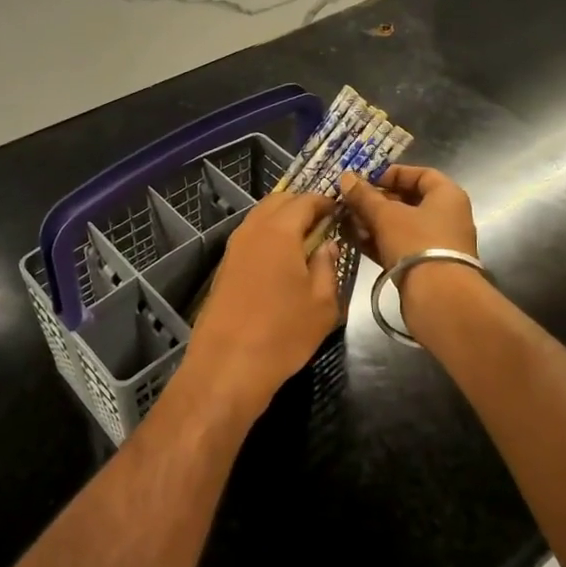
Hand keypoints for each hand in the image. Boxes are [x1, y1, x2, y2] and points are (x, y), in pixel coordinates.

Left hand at [183, 192, 341, 414]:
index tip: (341, 211)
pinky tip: (282, 261)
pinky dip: (268, 237)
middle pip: (278, 202)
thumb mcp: (322, 303)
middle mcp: (252, 230)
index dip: (325, 201)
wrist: (227, 366)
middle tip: (324, 223)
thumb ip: (327, 266)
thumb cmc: (283, 333)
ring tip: (306, 241)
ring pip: (260, 218)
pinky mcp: (224, 268)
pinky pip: (250, 238)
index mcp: (279, 231)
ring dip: (283, 220)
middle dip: (302, 205)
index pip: (305, 200)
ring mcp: (233, 248)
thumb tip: (327, 244)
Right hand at [338, 164, 477, 268]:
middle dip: (376, 201)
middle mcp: (446, 217)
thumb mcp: (386, 215)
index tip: (366, 179)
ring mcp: (436, 243)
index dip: (392, 173)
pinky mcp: (425, 266)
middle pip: (408, 201)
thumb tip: (346, 177)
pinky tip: (354, 240)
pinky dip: (379, 242)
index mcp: (447, 196)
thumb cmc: (416, 243)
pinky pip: (399, 246)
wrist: (439, 298)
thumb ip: (365, 196)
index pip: (421, 174)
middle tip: (350, 202)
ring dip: (373, 222)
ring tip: (346, 222)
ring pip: (400, 225)